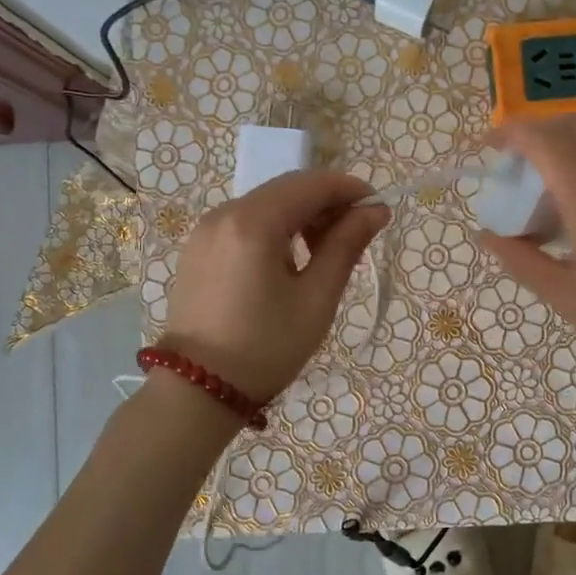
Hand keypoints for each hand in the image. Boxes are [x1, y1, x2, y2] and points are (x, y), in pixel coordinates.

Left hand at [160, 170, 389, 400]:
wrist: (197, 391)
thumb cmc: (265, 347)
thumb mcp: (316, 299)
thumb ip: (346, 246)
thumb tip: (374, 210)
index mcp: (253, 222)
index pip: (310, 184)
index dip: (349, 189)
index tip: (377, 208)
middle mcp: (224, 213)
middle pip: (286, 189)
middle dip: (326, 202)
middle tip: (357, 233)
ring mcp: (206, 230)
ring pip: (265, 204)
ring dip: (301, 215)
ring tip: (326, 251)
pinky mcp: (198, 248)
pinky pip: (245, 222)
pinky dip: (275, 228)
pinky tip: (290, 259)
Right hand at [477, 114, 575, 407]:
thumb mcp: (567, 298)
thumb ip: (520, 260)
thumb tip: (487, 234)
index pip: (542, 138)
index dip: (509, 133)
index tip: (489, 149)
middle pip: (572, 124)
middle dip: (537, 134)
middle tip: (519, 167)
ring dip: (572, 135)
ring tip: (557, 172)